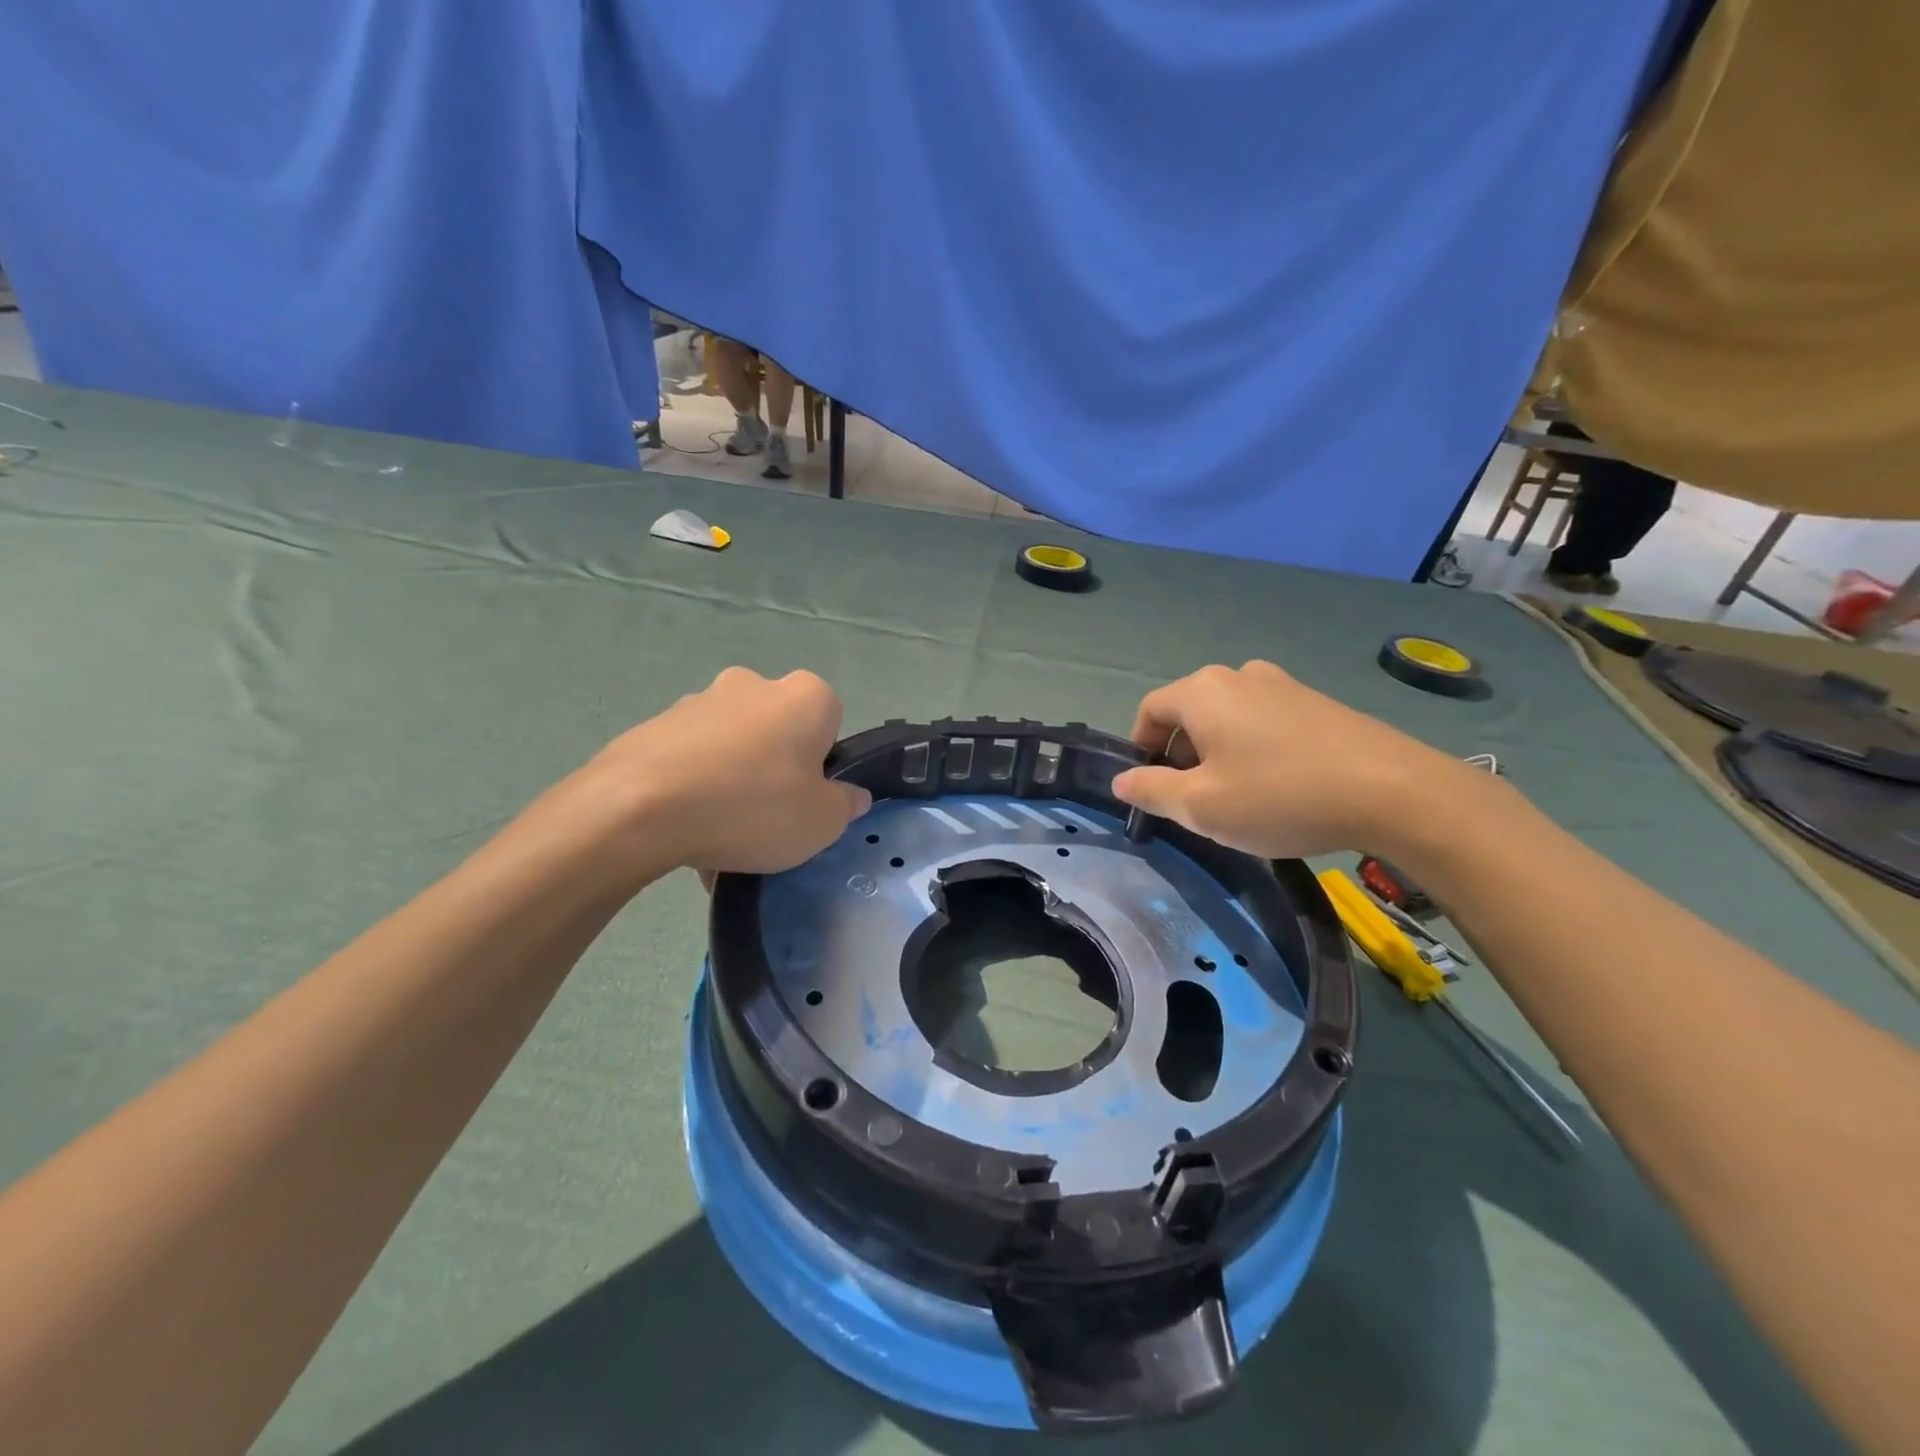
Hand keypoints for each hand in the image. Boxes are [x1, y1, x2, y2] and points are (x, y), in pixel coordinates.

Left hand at [556, 668, 870, 884]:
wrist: (639, 808)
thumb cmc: (752, 806)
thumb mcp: (821, 822)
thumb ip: (845, 805)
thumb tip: (850, 796)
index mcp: (804, 696)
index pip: (831, 723)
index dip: (823, 765)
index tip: (807, 799)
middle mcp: (753, 684)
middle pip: (778, 732)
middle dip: (775, 770)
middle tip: (766, 820)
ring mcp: (699, 701)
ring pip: (732, 748)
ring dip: (732, 782)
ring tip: (718, 837)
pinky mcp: (654, 725)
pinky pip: (691, 760)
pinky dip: (694, 789)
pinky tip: (685, 831)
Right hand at [1110, 660, 1466, 859]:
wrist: (1393, 791)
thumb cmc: (1280, 796)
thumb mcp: (1201, 806)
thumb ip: (1151, 790)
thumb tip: (1121, 779)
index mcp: (1202, 691)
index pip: (1149, 711)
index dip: (1140, 749)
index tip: (1154, 790)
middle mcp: (1239, 676)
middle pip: (1189, 713)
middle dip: (1181, 755)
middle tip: (1197, 801)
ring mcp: (1283, 685)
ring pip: (1228, 718)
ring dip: (1218, 753)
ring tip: (1240, 797)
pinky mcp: (1317, 702)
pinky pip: (1265, 722)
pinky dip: (1255, 749)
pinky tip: (1280, 787)